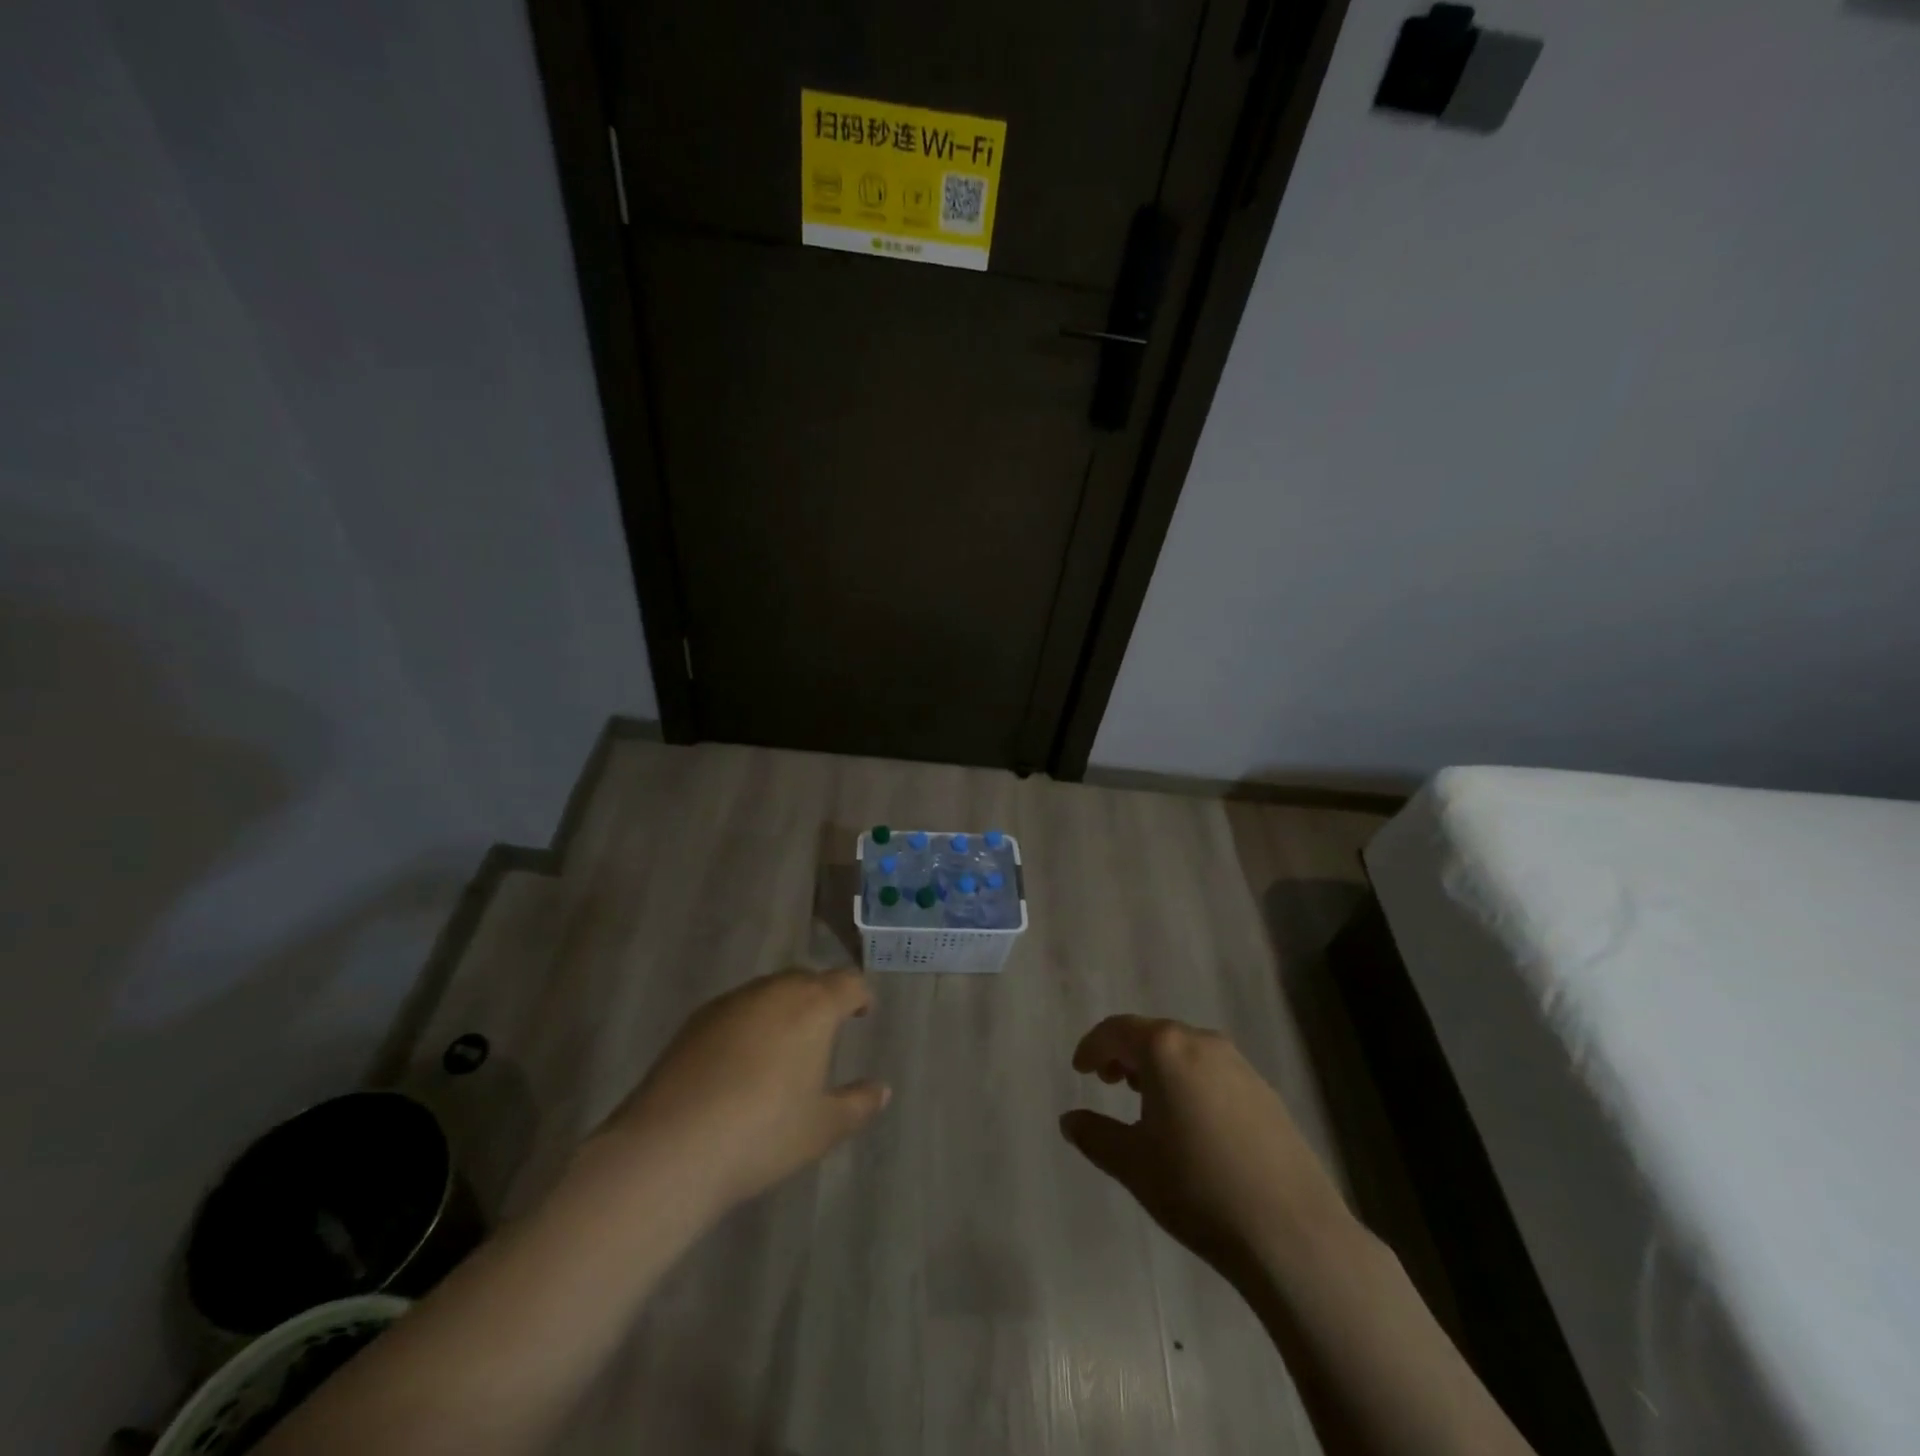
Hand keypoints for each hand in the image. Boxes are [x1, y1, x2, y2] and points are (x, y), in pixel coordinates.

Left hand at [593, 969, 890, 1213]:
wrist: (671, 1147)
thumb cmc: (763, 1134)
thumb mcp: (822, 1127)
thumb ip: (857, 1104)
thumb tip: (882, 1090)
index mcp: (813, 1006)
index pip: (847, 982)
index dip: (859, 995)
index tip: (862, 1013)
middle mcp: (773, 992)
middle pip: (806, 980)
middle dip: (820, 998)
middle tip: (825, 1030)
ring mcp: (730, 1003)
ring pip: (768, 992)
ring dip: (782, 1009)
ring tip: (783, 1046)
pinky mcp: (695, 1021)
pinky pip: (736, 1010)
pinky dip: (748, 1024)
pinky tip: (740, 1062)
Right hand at [1060, 1015, 1348, 1279]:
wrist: (1291, 1233)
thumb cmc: (1197, 1188)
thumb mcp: (1132, 1164)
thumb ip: (1095, 1135)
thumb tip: (1070, 1120)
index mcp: (1166, 1049)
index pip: (1117, 1030)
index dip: (1093, 1046)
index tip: (1079, 1070)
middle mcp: (1203, 1043)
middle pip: (1153, 1034)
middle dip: (1126, 1053)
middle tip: (1108, 1081)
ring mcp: (1241, 1066)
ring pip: (1186, 1051)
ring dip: (1159, 1067)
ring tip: (1145, 1101)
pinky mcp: (1266, 1094)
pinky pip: (1214, 1072)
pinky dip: (1190, 1082)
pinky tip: (1190, 1123)